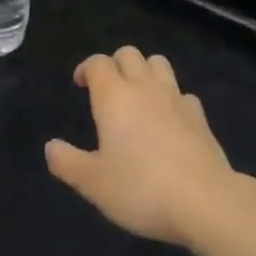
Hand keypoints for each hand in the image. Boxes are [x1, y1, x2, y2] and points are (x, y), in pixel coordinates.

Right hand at [46, 47, 236, 246]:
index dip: (86, 68)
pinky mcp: (200, 116)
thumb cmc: (141, 189)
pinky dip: (172, 98)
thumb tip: (51, 147)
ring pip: (159, 63)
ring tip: (138, 96)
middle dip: (115, 64)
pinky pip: (182, 93)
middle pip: (129, 54)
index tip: (80, 83)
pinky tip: (169, 120)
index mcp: (114, 97)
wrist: (204, 200)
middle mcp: (145, 88)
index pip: (98, 63)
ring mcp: (176, 98)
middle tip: (107, 89)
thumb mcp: (93, 183)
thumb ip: (68, 162)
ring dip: (145, 70)